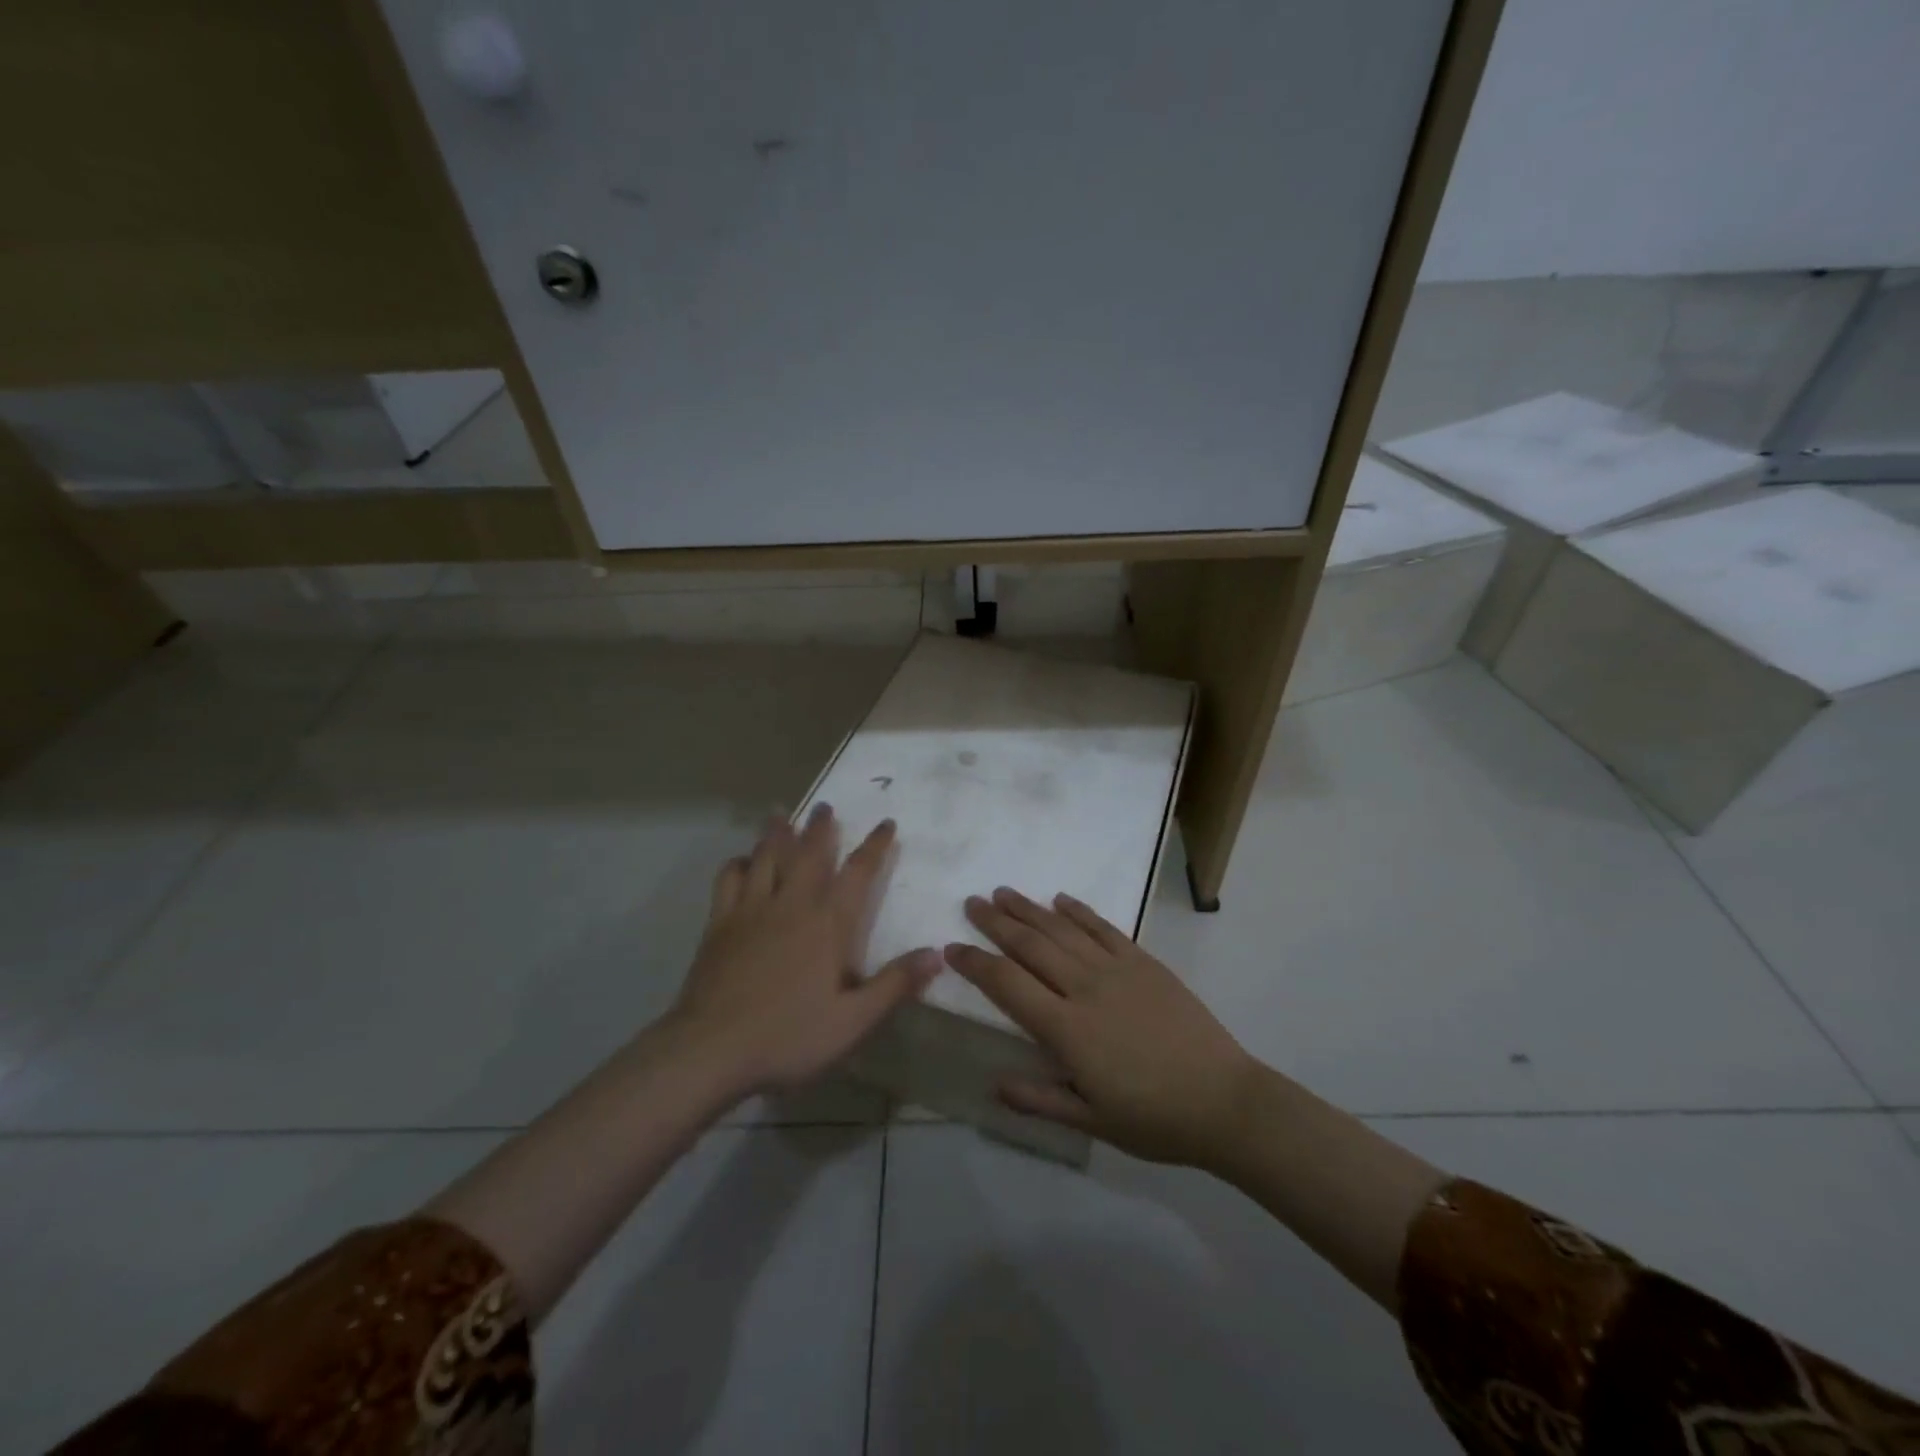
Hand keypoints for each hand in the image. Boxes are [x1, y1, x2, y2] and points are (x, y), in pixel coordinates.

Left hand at [667, 806, 941, 1098]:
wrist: (710, 1050)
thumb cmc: (788, 1037)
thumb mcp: (852, 1021)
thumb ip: (895, 985)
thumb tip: (936, 954)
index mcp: (828, 925)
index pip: (858, 873)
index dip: (875, 846)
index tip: (886, 824)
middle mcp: (791, 905)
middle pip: (808, 854)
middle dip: (820, 827)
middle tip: (825, 805)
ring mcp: (751, 910)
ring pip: (766, 857)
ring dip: (776, 832)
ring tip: (780, 812)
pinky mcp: (719, 923)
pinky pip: (728, 879)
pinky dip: (737, 863)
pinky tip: (741, 861)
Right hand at [945, 888, 1256, 1167]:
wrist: (1223, 1100)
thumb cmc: (1153, 1118)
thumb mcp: (1091, 1121)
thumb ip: (1039, 1100)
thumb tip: (992, 1084)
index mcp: (1067, 1029)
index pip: (1007, 985)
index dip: (976, 964)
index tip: (952, 948)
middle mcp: (1085, 988)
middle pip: (1030, 945)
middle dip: (996, 922)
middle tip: (971, 903)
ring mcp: (1117, 969)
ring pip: (1062, 929)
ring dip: (1029, 908)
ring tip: (1003, 893)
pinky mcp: (1144, 962)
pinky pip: (1104, 928)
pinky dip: (1079, 911)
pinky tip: (1060, 899)